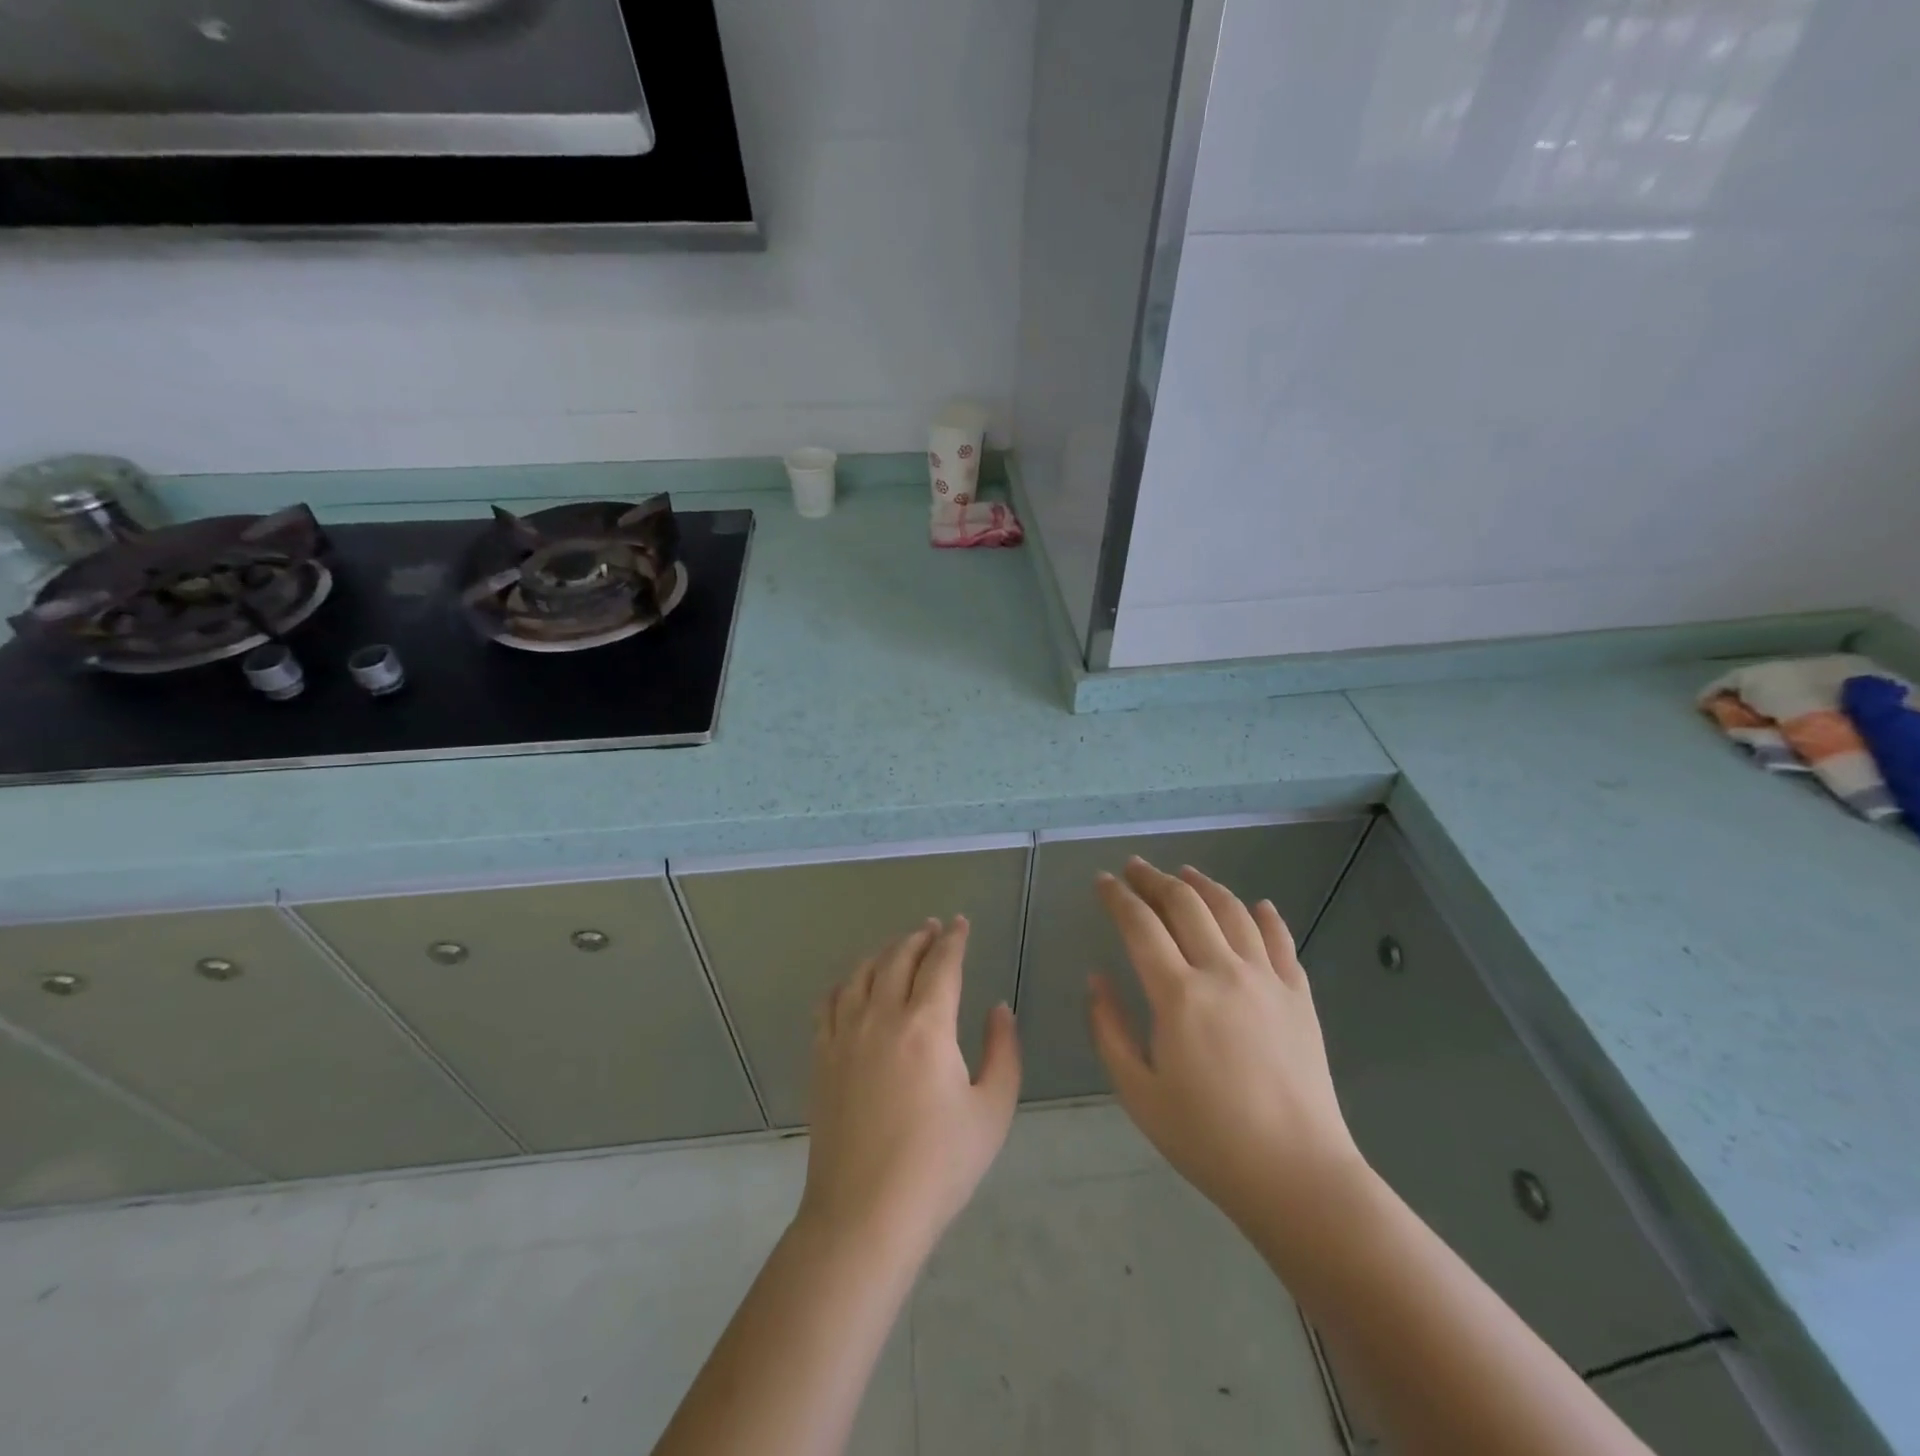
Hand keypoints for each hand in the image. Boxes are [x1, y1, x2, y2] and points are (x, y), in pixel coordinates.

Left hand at [800, 917, 1021, 1257]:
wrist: (865, 1213)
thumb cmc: (939, 1165)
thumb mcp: (992, 1110)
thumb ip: (1002, 1051)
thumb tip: (999, 1008)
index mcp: (927, 1025)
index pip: (942, 963)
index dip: (954, 939)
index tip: (960, 924)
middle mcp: (882, 1016)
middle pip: (899, 958)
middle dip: (919, 938)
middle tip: (932, 929)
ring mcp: (845, 1035)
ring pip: (862, 973)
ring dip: (884, 952)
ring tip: (898, 948)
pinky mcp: (822, 1057)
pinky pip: (830, 1002)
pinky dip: (846, 982)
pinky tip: (853, 985)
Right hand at [1088, 858, 1365, 1236]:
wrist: (1297, 1174)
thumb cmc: (1207, 1138)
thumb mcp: (1138, 1092)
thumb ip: (1110, 1029)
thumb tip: (1096, 979)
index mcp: (1178, 994)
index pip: (1140, 925)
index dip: (1117, 897)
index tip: (1103, 881)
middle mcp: (1222, 972)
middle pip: (1185, 905)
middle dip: (1155, 879)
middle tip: (1136, 868)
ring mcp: (1267, 979)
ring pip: (1232, 911)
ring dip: (1204, 886)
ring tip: (1186, 874)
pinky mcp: (1299, 996)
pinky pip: (1281, 941)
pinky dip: (1265, 916)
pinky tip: (1256, 905)